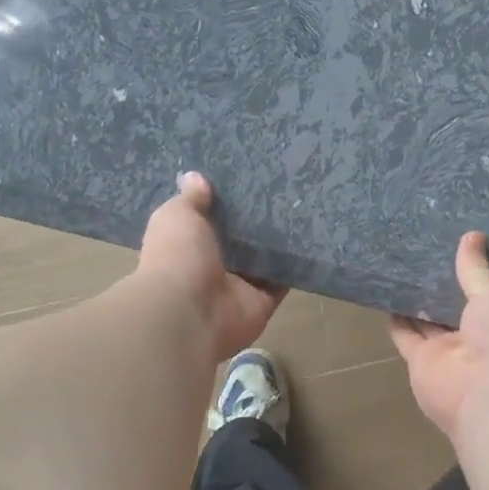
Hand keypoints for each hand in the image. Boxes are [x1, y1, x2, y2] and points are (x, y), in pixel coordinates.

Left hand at [138, 172, 285, 360]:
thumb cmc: (178, 258)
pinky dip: (295, 266)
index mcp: (187, 247)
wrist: (190, 312)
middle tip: (282, 189)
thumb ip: (190, 199)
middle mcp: (213, 268)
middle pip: (240, 241)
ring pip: (264, 260)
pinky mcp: (264, 301)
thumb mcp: (177, 216)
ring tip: (303, 208)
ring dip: (279, 243)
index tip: (245, 180)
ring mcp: (240, 287)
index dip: (224, 205)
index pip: (208, 223)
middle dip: (256, 221)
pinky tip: (311, 239)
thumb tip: (195, 176)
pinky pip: (283, 280)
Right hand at [390, 231, 488, 444]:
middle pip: (451, 303)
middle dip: (439, 281)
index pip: (483, 290)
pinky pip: (404, 334)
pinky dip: (395, 317)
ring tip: (400, 262)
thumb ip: (477, 269)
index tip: (456, 240)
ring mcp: (446, 350)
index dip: (470, 269)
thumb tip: (473, 235)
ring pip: (426, 318)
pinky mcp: (419, 361)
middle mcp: (473, 335)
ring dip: (415, 296)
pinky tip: (384, 290)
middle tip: (422, 245)